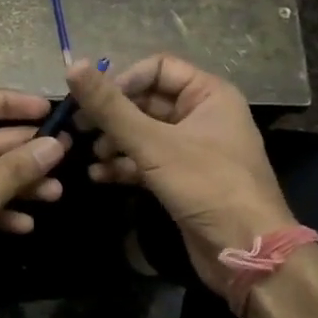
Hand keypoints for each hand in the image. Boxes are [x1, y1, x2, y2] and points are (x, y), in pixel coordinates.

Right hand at [68, 54, 293, 298]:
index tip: (94, 104)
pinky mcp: (183, 179)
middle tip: (78, 129)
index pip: (157, 68)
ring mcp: (193, 149)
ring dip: (114, 142)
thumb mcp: (153, 144)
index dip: (123, 81)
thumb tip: (72, 66)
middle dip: (113, 116)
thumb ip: (110, 107)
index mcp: (208, 94)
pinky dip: (124, 166)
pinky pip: (147, 161)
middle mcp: (202, 115)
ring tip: (92, 156)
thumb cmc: (206, 185)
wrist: (245, 251)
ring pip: (144, 133)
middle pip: (147, 101)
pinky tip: (99, 176)